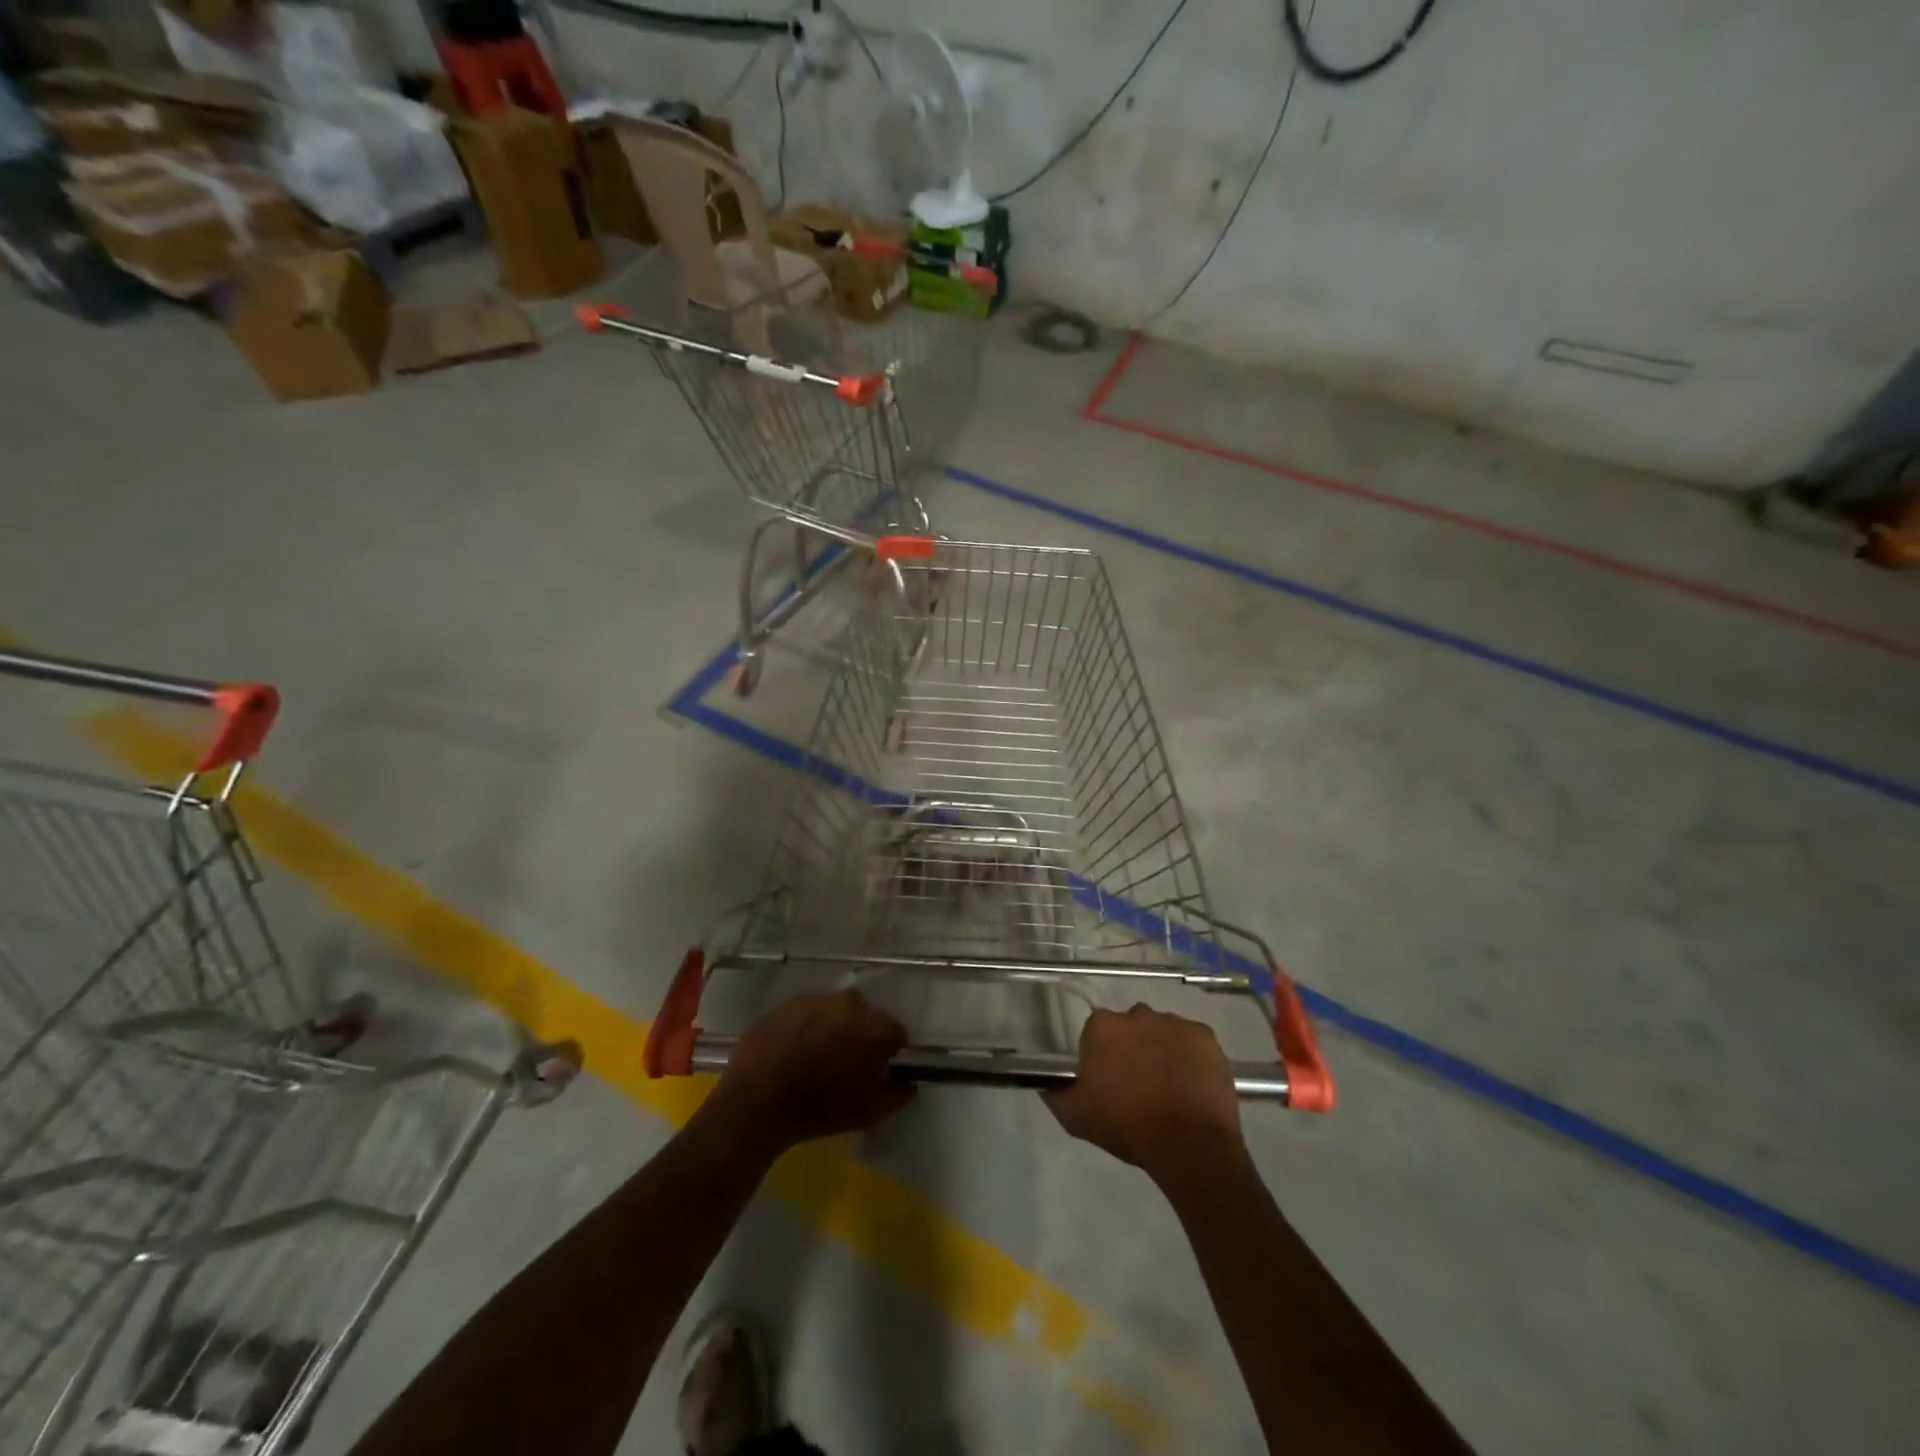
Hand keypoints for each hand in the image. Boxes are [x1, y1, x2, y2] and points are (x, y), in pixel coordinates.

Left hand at [704, 990, 913, 1158]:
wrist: (757, 1102)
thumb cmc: (820, 1108)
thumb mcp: (869, 1112)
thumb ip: (899, 1094)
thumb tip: (908, 1083)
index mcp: (875, 1025)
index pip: (896, 1033)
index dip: (889, 1054)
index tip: (876, 1072)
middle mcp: (850, 1002)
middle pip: (867, 1017)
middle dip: (862, 1036)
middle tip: (846, 1065)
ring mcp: (817, 998)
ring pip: (836, 1012)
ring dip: (834, 1029)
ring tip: (817, 1058)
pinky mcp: (788, 1002)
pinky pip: (808, 1013)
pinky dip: (807, 1027)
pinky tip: (794, 1052)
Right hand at [1044, 1005, 1245, 1189]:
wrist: (1190, 1146)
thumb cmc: (1128, 1128)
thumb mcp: (1076, 1118)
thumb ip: (1056, 1094)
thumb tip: (1048, 1083)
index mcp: (1102, 1028)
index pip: (1096, 1033)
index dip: (1102, 1056)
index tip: (1108, 1080)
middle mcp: (1136, 1014)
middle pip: (1130, 1027)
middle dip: (1132, 1048)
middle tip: (1138, 1084)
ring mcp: (1173, 1022)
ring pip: (1161, 1031)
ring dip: (1161, 1050)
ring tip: (1168, 1087)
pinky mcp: (1204, 1036)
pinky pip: (1191, 1041)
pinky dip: (1190, 1056)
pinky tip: (1190, 1084)